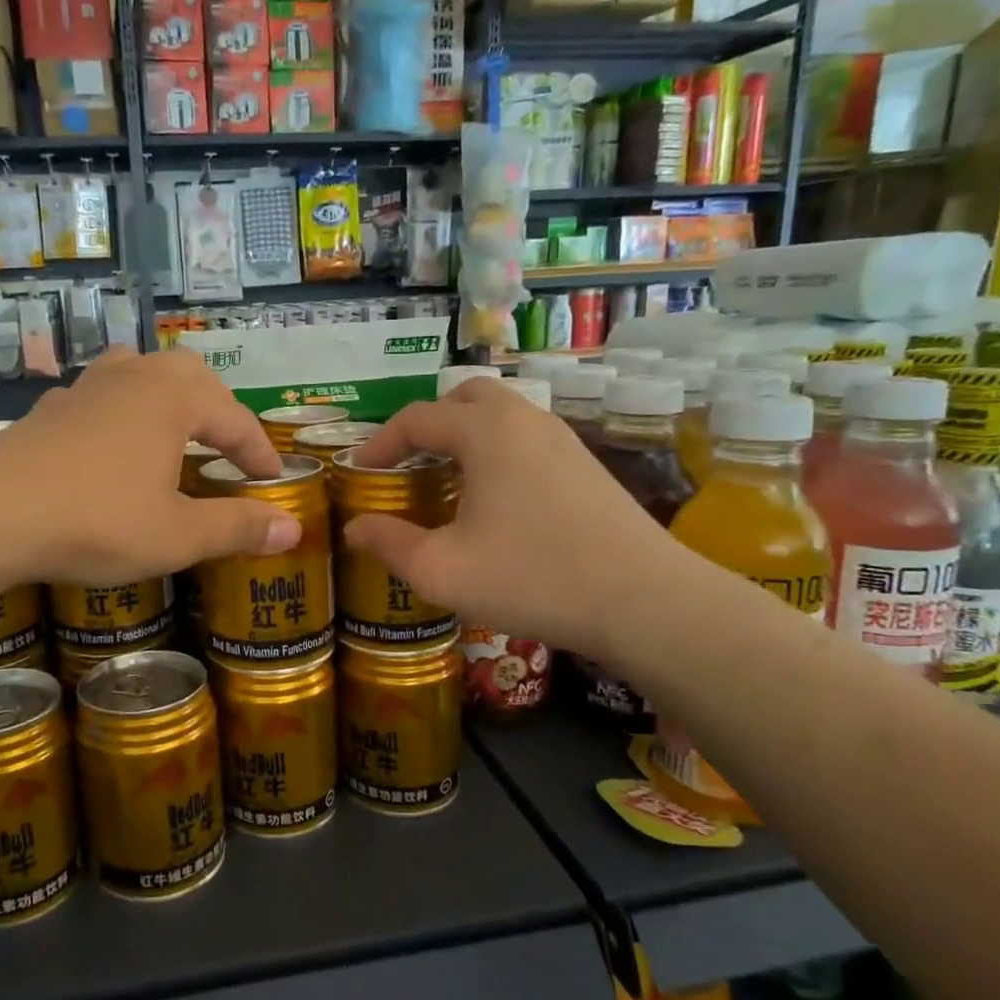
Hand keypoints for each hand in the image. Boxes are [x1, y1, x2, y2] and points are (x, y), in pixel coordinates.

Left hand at [0, 347, 300, 584]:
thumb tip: (293, 528)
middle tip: (229, 445)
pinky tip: (111, 441)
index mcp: (173, 398)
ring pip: (141, 371)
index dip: (259, 452)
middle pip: (191, 376)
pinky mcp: (50, 408)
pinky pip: (102, 395)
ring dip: (168, 395)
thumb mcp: (178, 534)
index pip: (235, 420)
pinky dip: (123, 411)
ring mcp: (86, 388)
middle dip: (218, 409)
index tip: (274, 480)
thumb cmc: (97, 520)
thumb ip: (237, 527)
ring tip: (175, 425)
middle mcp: (134, 378)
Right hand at [341, 379, 682, 654]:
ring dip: (463, 436)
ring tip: (446, 481)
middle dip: (427, 425)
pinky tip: (494, 500)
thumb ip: (390, 544)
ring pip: (500, 415)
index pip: (416, 418)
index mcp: (486, 431)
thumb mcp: (443, 570)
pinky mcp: (585, 464)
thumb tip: (354, 528)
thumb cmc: (533, 577)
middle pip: (463, 398)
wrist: (645, 601)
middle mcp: (524, 419)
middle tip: (408, 464)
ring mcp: (562, 439)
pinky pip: (525, 438)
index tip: (359, 474)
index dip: (379, 444)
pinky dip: (495, 451)